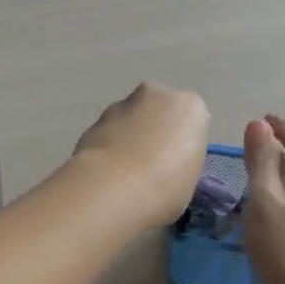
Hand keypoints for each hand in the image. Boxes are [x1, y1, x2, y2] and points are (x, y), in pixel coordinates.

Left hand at [72, 82, 209, 227]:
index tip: (178, 167)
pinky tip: (106, 174)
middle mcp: (156, 95)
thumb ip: (181, 161)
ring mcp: (120, 105)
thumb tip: (166, 164)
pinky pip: (108, 134)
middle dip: (155, 131)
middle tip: (152, 166)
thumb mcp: (190, 179)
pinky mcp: (93, 121)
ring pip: (131, 119)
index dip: (184, 145)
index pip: (192, 121)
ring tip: (125, 175)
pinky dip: (108, 148)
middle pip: (159, 111)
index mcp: (189, 107)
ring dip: (130, 138)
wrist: (111, 189)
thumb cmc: (165, 187)